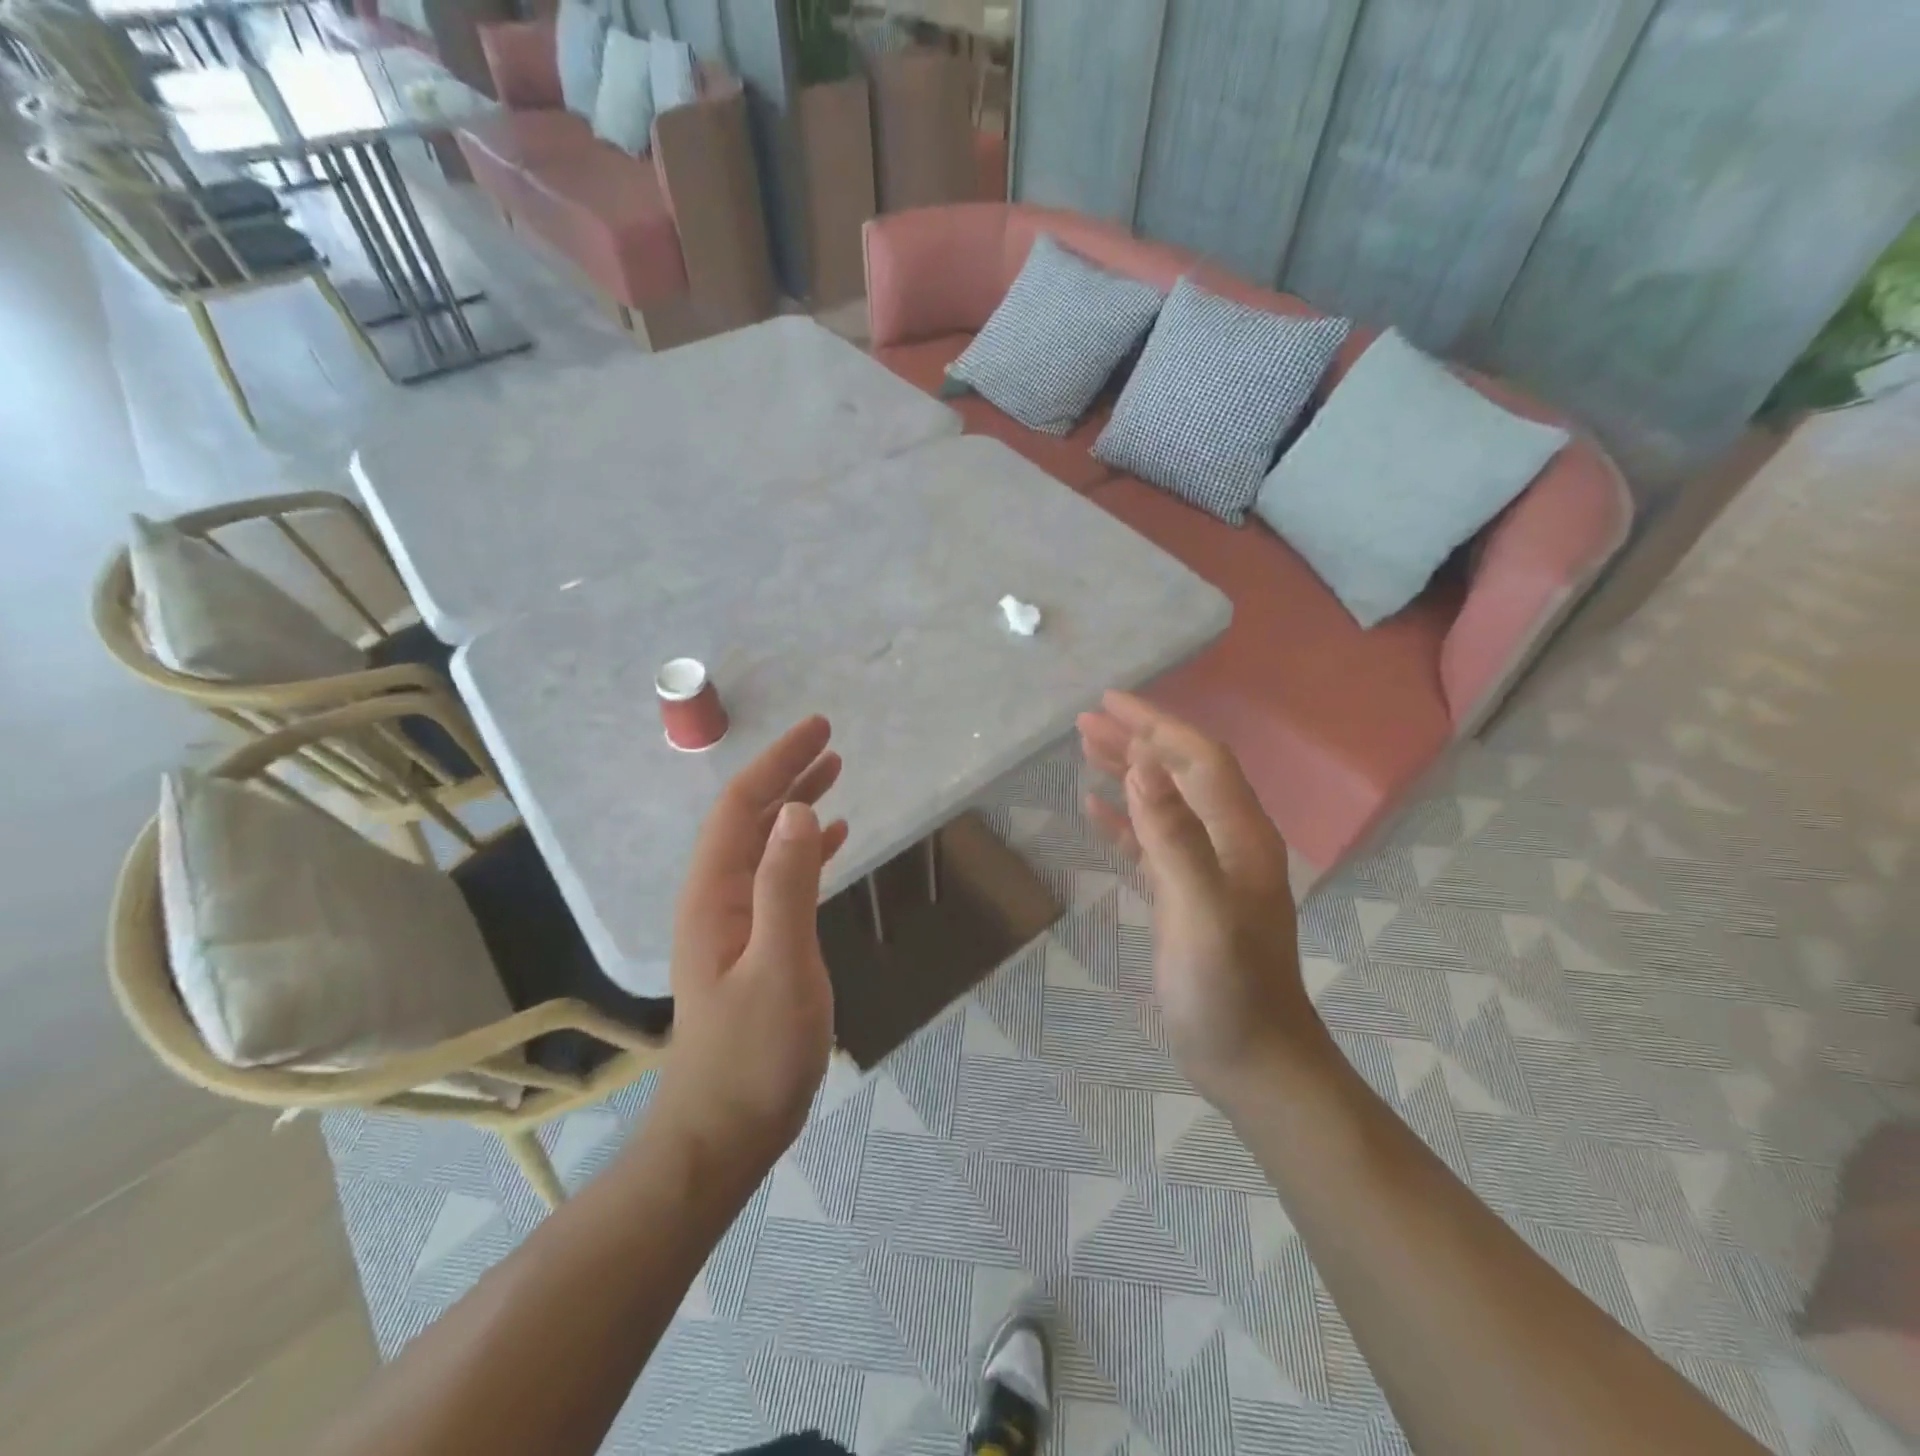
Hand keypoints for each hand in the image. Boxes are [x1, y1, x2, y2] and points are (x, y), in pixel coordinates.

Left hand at [654, 716, 848, 1175]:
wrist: (725, 1131)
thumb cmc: (754, 1053)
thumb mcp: (779, 965)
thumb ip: (787, 885)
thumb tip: (799, 808)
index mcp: (714, 894)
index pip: (743, 807)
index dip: (778, 763)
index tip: (819, 729)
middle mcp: (718, 898)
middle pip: (751, 818)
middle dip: (787, 774)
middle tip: (830, 740)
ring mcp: (734, 922)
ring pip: (765, 845)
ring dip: (796, 806)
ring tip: (833, 774)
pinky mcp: (755, 944)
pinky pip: (780, 878)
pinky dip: (805, 850)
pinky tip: (831, 840)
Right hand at [1076, 692, 1327, 1106]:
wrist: (1254, 1063)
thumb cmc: (1228, 991)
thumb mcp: (1199, 912)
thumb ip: (1173, 837)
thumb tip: (1142, 766)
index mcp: (1239, 836)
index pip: (1198, 758)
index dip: (1155, 725)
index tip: (1109, 702)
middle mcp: (1229, 842)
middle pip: (1181, 773)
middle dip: (1137, 741)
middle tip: (1085, 721)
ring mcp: (1209, 870)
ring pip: (1165, 803)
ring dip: (1128, 772)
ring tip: (1085, 749)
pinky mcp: (1188, 896)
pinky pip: (1153, 842)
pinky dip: (1125, 820)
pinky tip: (1095, 810)